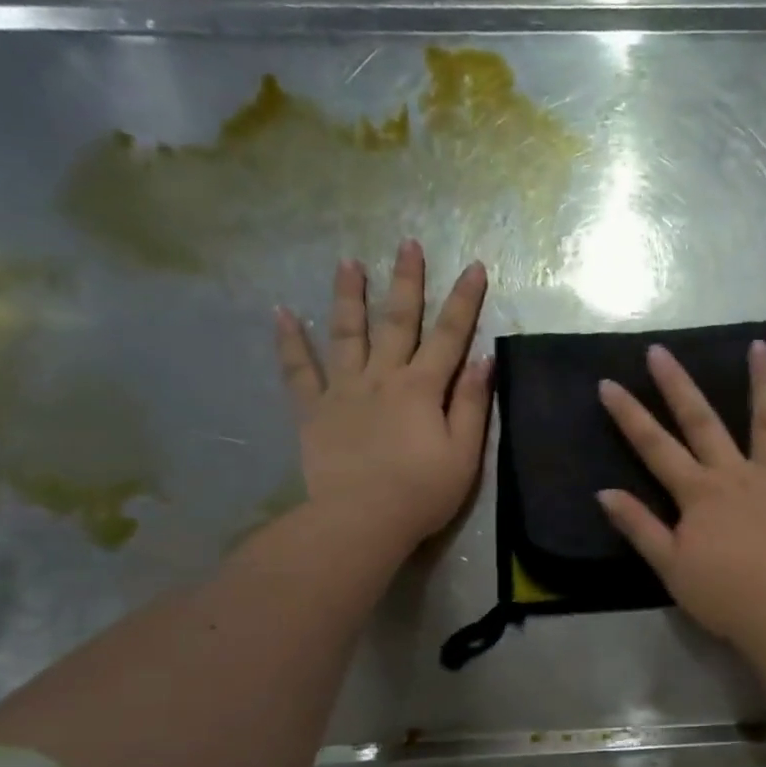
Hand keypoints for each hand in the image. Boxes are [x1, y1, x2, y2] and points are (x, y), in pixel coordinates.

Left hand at [274, 240, 492, 548]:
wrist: (361, 521)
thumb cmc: (422, 492)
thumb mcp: (464, 453)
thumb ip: (473, 404)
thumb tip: (484, 359)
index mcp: (422, 388)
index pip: (449, 335)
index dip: (464, 301)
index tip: (474, 266)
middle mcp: (382, 378)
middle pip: (397, 322)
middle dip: (406, 282)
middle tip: (407, 245)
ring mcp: (343, 391)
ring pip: (346, 334)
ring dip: (349, 296)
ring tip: (347, 262)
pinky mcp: (313, 412)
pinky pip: (298, 371)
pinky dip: (289, 342)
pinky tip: (281, 313)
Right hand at [597, 341, 765, 648]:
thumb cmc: (723, 594)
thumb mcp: (670, 565)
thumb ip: (639, 526)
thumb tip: (604, 493)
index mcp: (698, 493)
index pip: (655, 447)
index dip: (629, 416)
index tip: (609, 384)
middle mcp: (734, 473)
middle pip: (702, 421)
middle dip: (678, 385)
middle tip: (661, 350)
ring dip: (763, 382)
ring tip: (761, 346)